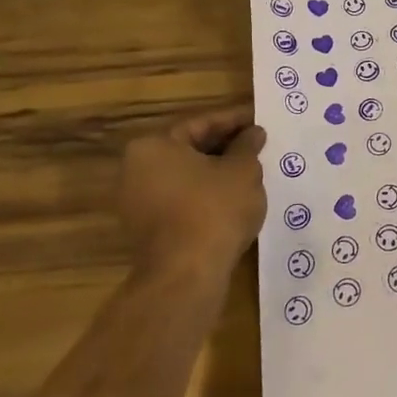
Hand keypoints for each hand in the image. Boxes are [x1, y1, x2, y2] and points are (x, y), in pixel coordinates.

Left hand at [115, 107, 267, 283]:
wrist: (186, 276)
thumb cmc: (214, 210)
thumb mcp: (242, 170)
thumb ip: (248, 146)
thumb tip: (254, 132)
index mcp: (153, 146)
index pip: (201, 123)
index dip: (235, 120)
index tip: (260, 119)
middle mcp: (136, 170)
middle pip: (190, 149)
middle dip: (226, 146)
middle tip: (259, 143)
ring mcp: (137, 203)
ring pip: (187, 177)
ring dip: (218, 172)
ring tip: (253, 169)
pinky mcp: (147, 231)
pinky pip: (183, 200)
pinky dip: (207, 195)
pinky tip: (236, 198)